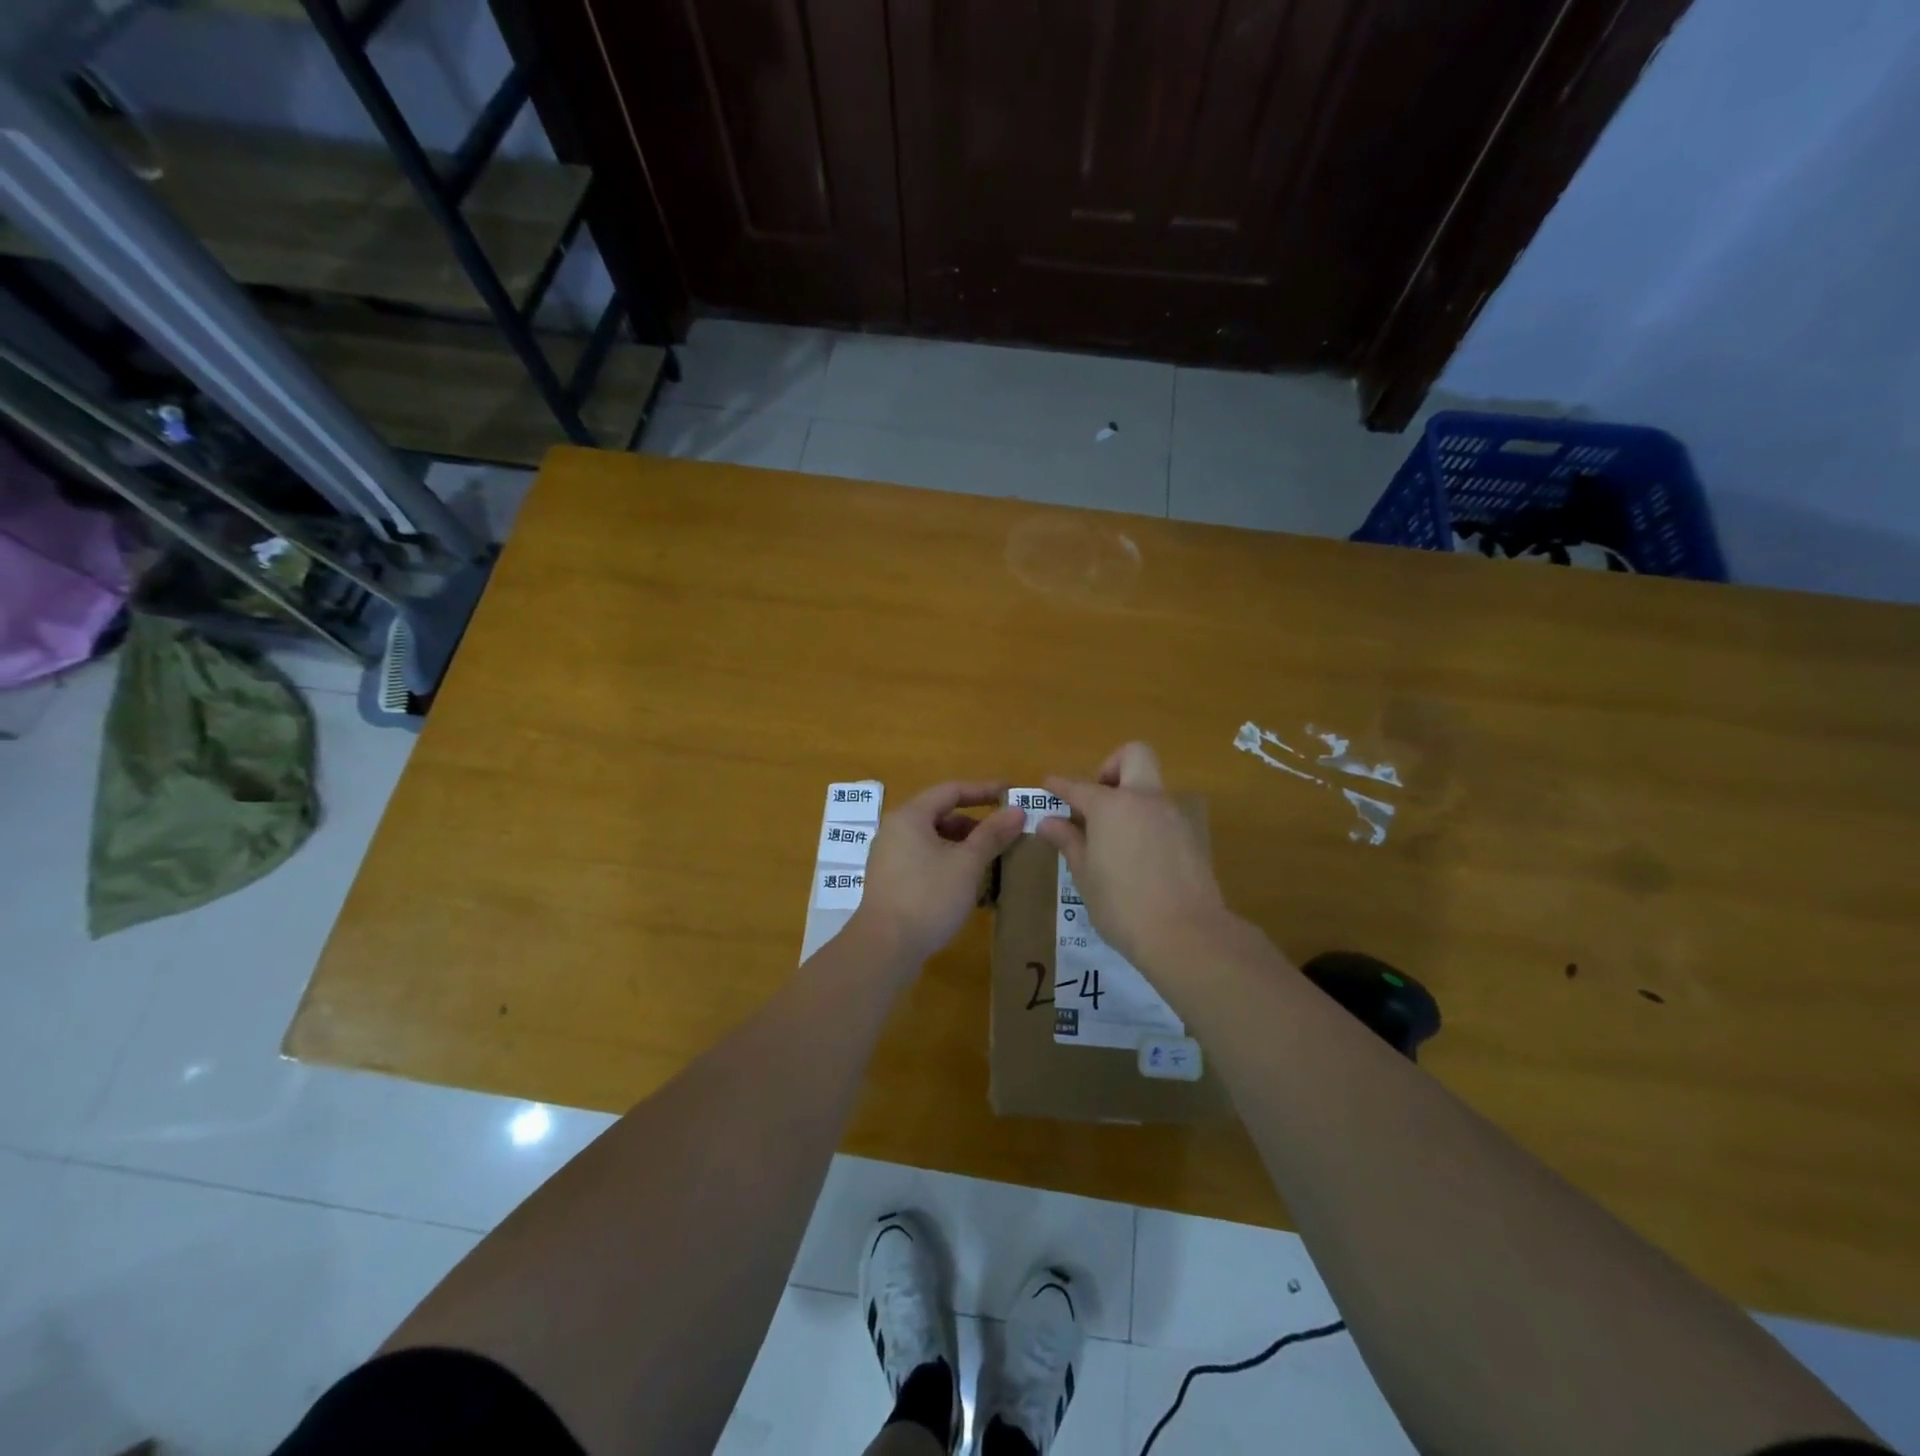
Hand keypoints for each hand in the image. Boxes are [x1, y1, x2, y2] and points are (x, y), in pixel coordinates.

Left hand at [851, 780, 1024, 968]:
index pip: (951, 791)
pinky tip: (970, 885)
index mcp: (910, 817)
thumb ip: (992, 834)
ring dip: (964, 847)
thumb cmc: (928, 897)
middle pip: (941, 816)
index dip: (983, 790)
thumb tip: (1017, 810)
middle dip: (976, 824)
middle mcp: (895, 830)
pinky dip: (949, 865)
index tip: (1011, 794)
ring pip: (934, 841)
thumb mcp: (967, 864)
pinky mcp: (891, 882)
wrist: (884, 948)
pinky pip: (925, 861)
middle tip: (1006, 835)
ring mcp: (890, 858)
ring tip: (992, 862)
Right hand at [1037, 743, 1230, 967]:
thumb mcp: (1085, 875)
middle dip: (1111, 767)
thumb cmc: (1122, 905)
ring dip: (1130, 797)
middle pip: (1134, 755)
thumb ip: (1069, 841)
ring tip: (1111, 836)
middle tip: (1096, 801)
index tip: (1048, 785)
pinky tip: (1135, 855)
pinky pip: (1162, 813)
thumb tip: (1049, 821)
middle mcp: (1144, 799)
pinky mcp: (1190, 836)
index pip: (1078, 786)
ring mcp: (1172, 815)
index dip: (1059, 784)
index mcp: (1112, 806)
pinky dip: (1145, 820)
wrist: (1186, 934)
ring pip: (1150, 786)